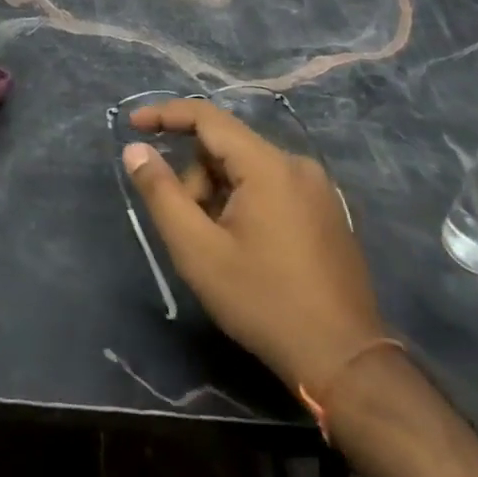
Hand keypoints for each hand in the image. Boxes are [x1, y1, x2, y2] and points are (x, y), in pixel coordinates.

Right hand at [124, 98, 385, 392]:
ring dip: (218, 195)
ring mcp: (317, 188)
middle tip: (185, 227)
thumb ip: (162, 193)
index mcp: (268, 165)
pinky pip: (271, 187)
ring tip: (216, 247)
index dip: (165, 115)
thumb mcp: (198, 250)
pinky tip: (243, 248)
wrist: (345, 362)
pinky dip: (244, 203)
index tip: (132, 125)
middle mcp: (296, 164)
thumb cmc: (264, 302)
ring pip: (247, 170)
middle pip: (226, 148)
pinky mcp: (326, 211)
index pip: (207, 117)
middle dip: (195, 179)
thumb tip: (135, 149)